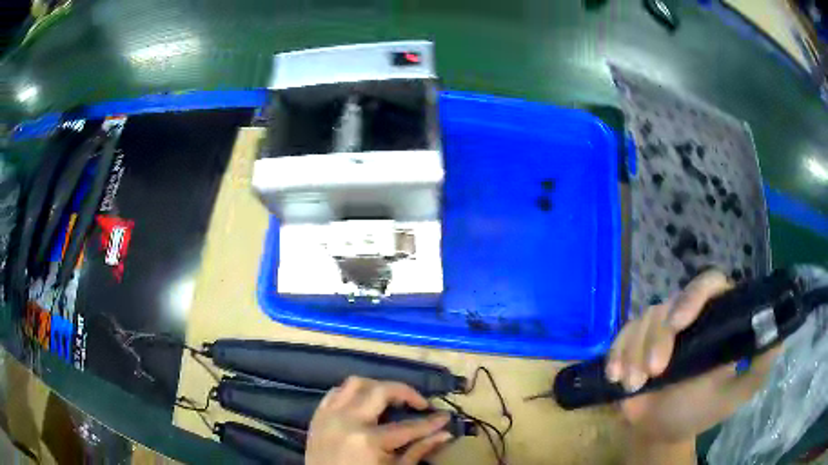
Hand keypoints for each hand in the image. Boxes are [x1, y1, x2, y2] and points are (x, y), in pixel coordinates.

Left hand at [306, 376, 452, 464]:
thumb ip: (418, 451)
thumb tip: (444, 434)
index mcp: (369, 440)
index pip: (408, 426)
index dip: (431, 422)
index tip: (445, 417)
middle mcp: (348, 421)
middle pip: (381, 391)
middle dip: (406, 393)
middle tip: (419, 404)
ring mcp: (329, 416)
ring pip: (355, 383)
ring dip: (377, 387)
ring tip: (391, 400)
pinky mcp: (318, 416)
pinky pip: (335, 393)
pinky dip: (352, 393)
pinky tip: (364, 403)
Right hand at [606, 270, 779, 458]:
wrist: (659, 432)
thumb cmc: (699, 412)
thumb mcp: (735, 394)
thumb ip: (759, 366)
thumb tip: (778, 334)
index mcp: (716, 319)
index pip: (710, 284)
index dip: (694, 296)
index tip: (679, 323)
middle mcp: (689, 317)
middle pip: (671, 302)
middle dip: (657, 338)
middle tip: (653, 373)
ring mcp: (660, 329)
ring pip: (644, 318)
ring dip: (634, 352)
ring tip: (634, 385)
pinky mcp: (635, 341)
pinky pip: (621, 334)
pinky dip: (617, 354)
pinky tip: (616, 376)